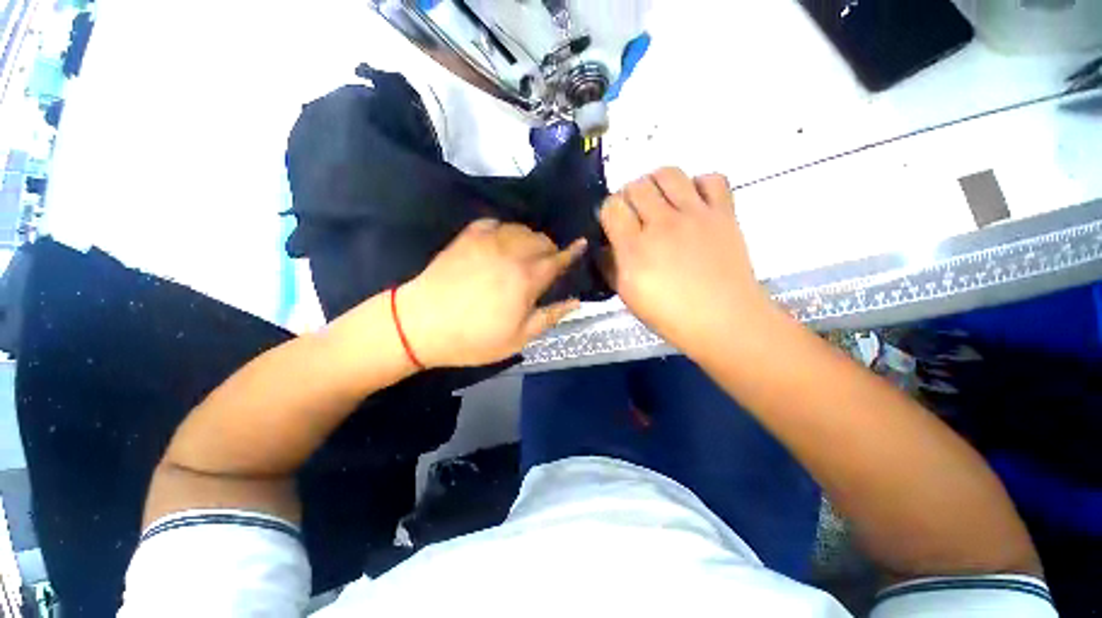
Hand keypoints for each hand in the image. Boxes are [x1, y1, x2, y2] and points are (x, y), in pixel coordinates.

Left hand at [398, 219, 585, 367]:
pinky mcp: (467, 237)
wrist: (421, 325)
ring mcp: (488, 241)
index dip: (573, 252)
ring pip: (521, 229)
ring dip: (529, 240)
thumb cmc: (474, 338)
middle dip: (550, 250)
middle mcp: (512, 252)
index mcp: (528, 278)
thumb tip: (576, 302)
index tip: (582, 244)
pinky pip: (495, 223)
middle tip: (545, 265)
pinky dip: (505, 231)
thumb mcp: (518, 338)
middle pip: (542, 240)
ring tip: (524, 254)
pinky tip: (501, 243)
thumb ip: (550, 316)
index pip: (559, 259)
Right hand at [598, 168, 773, 355]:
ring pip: (668, 173)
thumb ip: (610, 267)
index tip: (613, 224)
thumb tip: (604, 246)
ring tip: (660, 202)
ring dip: (657, 183)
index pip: (611, 206)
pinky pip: (711, 178)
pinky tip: (693, 203)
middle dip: (629, 197)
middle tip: (635, 215)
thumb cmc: (671, 316)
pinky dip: (699, 185)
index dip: (608, 212)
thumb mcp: (628, 296)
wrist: (725, 321)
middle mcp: (663, 224)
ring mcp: (695, 215)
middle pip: (636, 185)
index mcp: (635, 248)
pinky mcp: (724, 213)